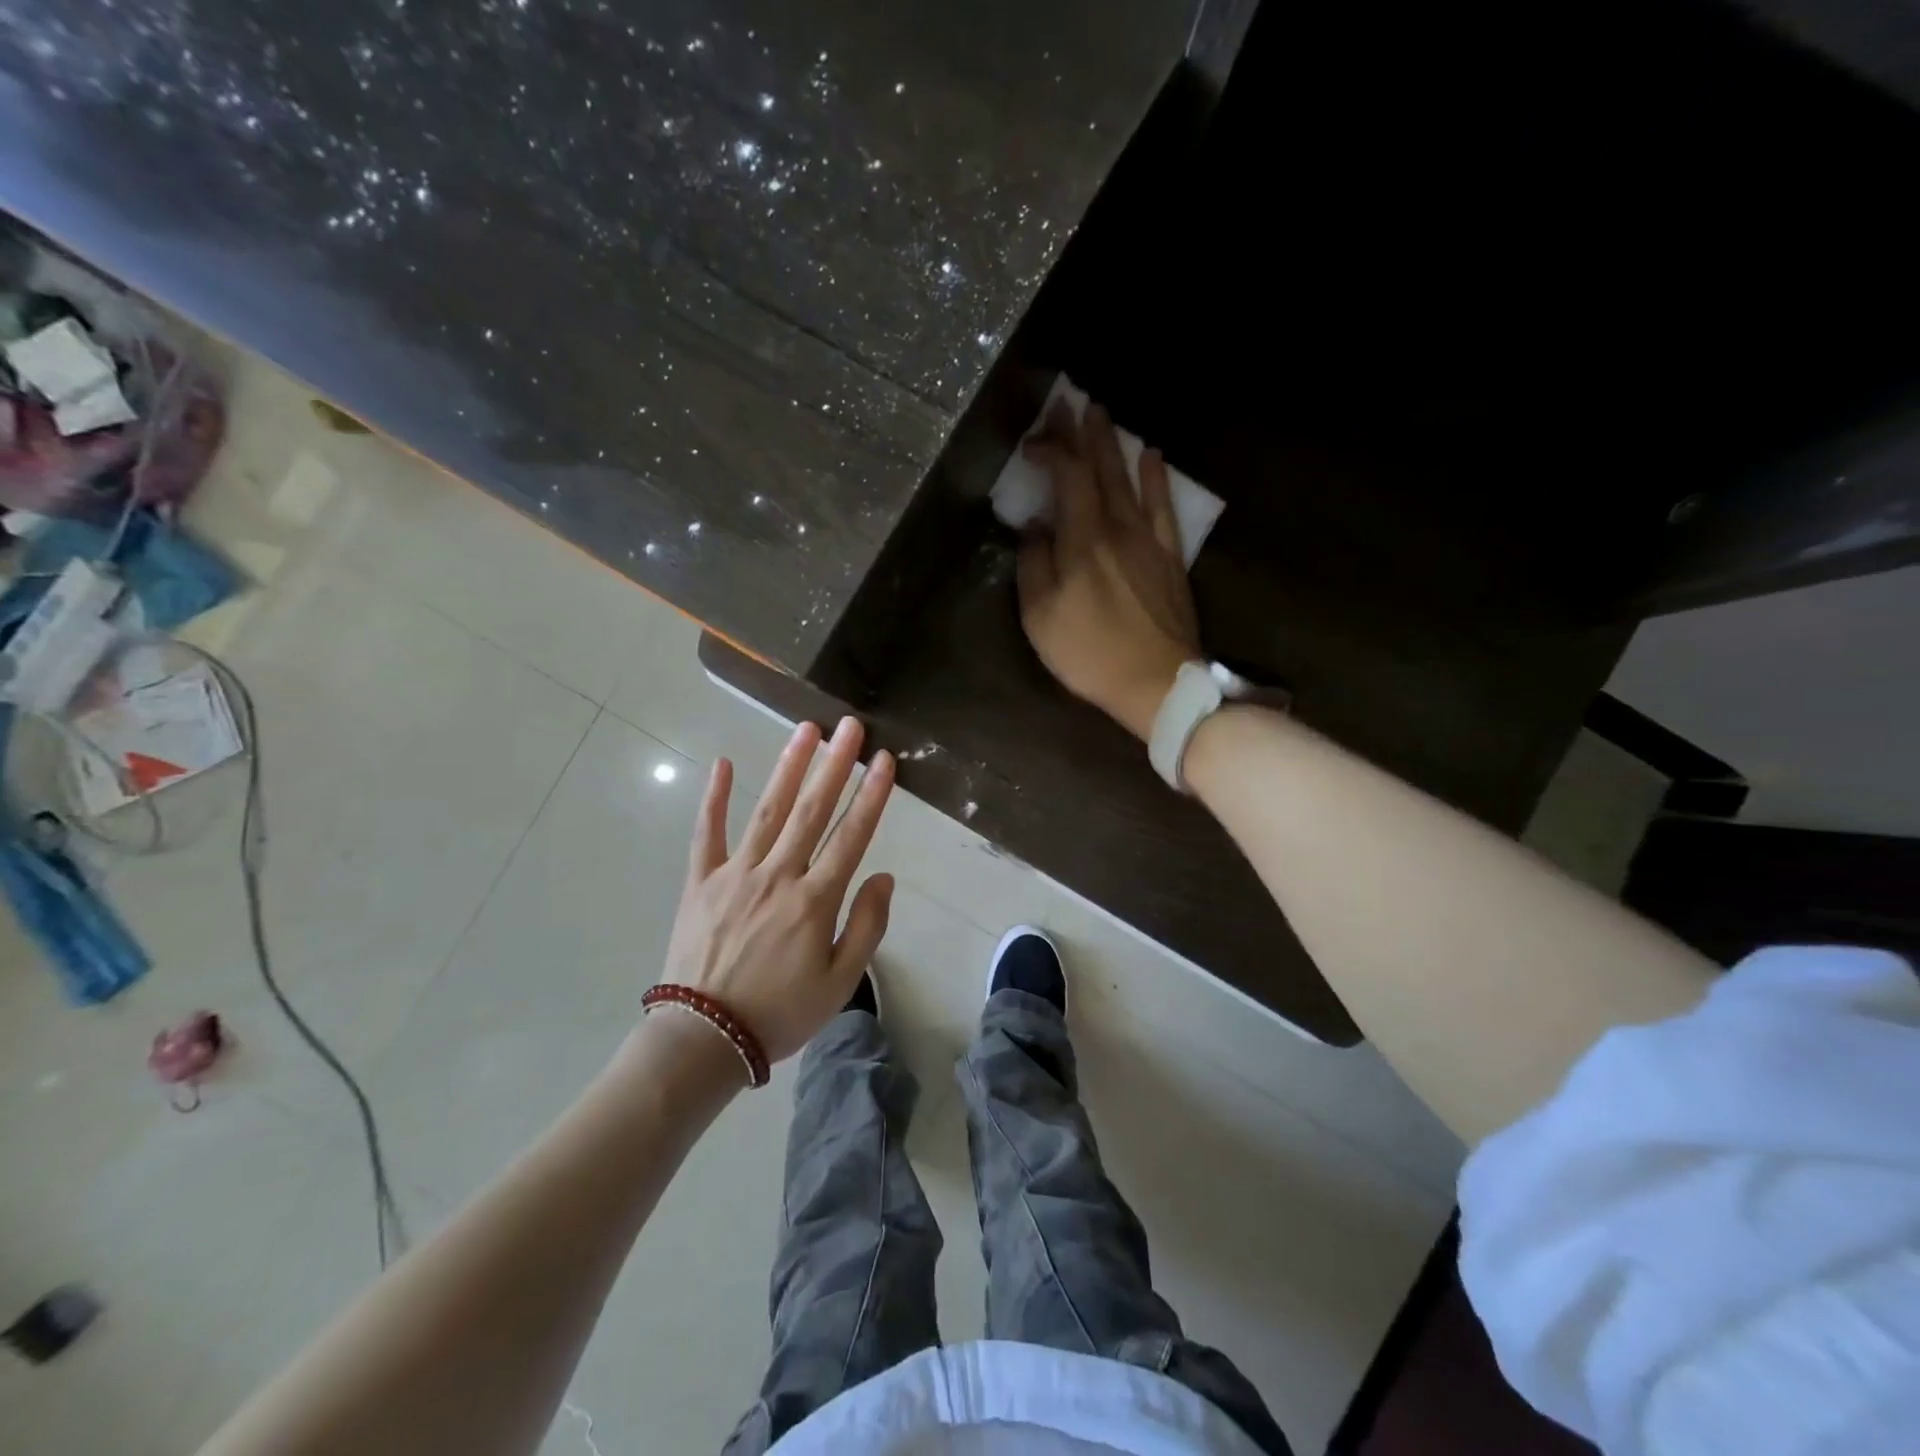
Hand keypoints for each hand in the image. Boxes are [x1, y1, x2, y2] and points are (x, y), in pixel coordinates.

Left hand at [660, 717, 895, 1063]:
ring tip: (806, 729)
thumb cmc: (780, 1014)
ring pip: (768, 811)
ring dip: (789, 767)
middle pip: (812, 811)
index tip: (884, 760)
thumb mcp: (839, 984)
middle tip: (850, 726)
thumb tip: (883, 877)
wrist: (703, 1039)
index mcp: (814, 901)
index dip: (871, 795)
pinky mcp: (701, 882)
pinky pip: (706, 833)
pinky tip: (724, 764)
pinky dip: (714, 798)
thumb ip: (866, 927)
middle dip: (835, 764)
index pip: (851, 836)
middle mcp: (778, 876)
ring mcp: (735, 874)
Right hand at [1016, 400, 1202, 740]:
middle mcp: (1117, 527)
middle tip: (1072, 402)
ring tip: (1104, 415)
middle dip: (1083, 434)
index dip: (1050, 451)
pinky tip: (1153, 457)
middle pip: (1100, 469)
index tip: (1032, 443)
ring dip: (1115, 445)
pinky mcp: (1169, 558)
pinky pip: (1164, 508)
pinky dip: (1157, 479)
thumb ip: (1033, 564)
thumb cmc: (1089, 652)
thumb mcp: (1040, 615)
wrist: (1155, 682)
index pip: (1068, 476)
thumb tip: (1035, 528)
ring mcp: (1148, 541)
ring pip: (1130, 481)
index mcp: (1082, 538)